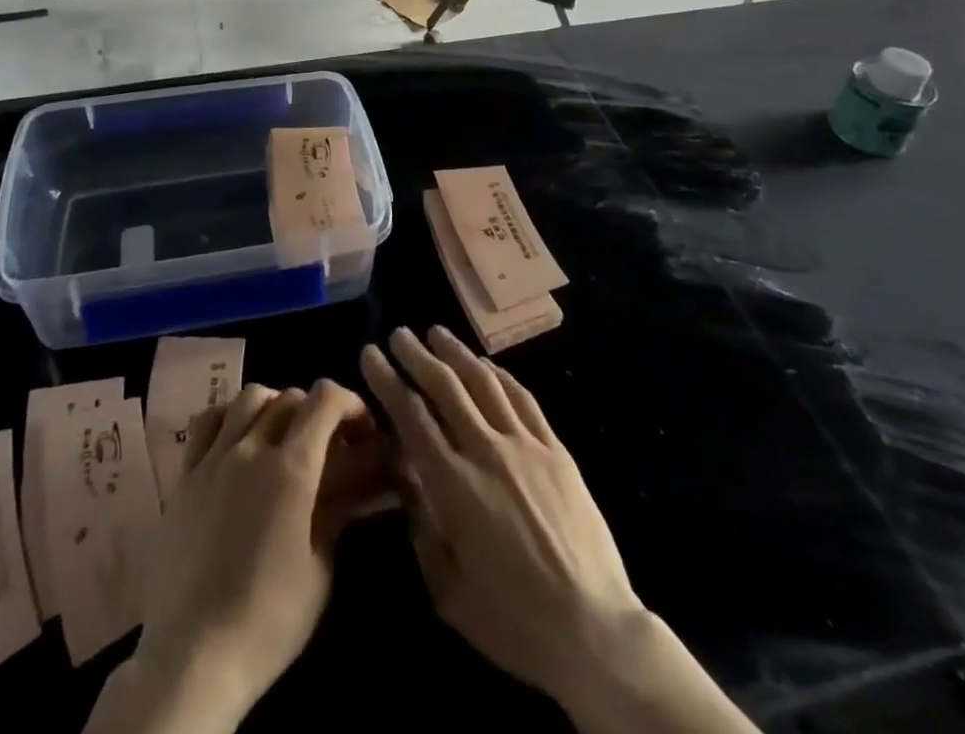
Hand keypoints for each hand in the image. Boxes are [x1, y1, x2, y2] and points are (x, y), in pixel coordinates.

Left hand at [93, 381, 372, 733]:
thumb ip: (336, 514)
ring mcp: (214, 457)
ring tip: (283, 434)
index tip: (361, 428)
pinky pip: (207, 421)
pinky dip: (229, 415)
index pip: (325, 400)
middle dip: (317, 410)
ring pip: (249, 398)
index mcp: (292, 469)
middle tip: (328, 441)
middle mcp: (252, 448)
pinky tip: (237, 437)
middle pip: (290, 397)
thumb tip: (354, 484)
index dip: (350, 403)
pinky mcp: (185, 474)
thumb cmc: (268, 620)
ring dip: (275, 406)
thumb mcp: (319, 571)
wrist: (193, 656)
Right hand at [361, 328, 759, 733]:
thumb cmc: (513, 622)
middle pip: (446, 387)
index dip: (387, 381)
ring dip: (457, 353)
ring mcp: (526, 446)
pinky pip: (524, 399)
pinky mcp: (556, 450)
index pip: (411, 417)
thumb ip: (422, 528)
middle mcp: (487, 452)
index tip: (370, 354)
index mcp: (454, 487)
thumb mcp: (449, 591)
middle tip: (399, 334)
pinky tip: (487, 364)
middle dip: (417, 355)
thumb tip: (406, 478)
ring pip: (485, 383)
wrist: (594, 632)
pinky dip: (501, 374)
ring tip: (437, 333)